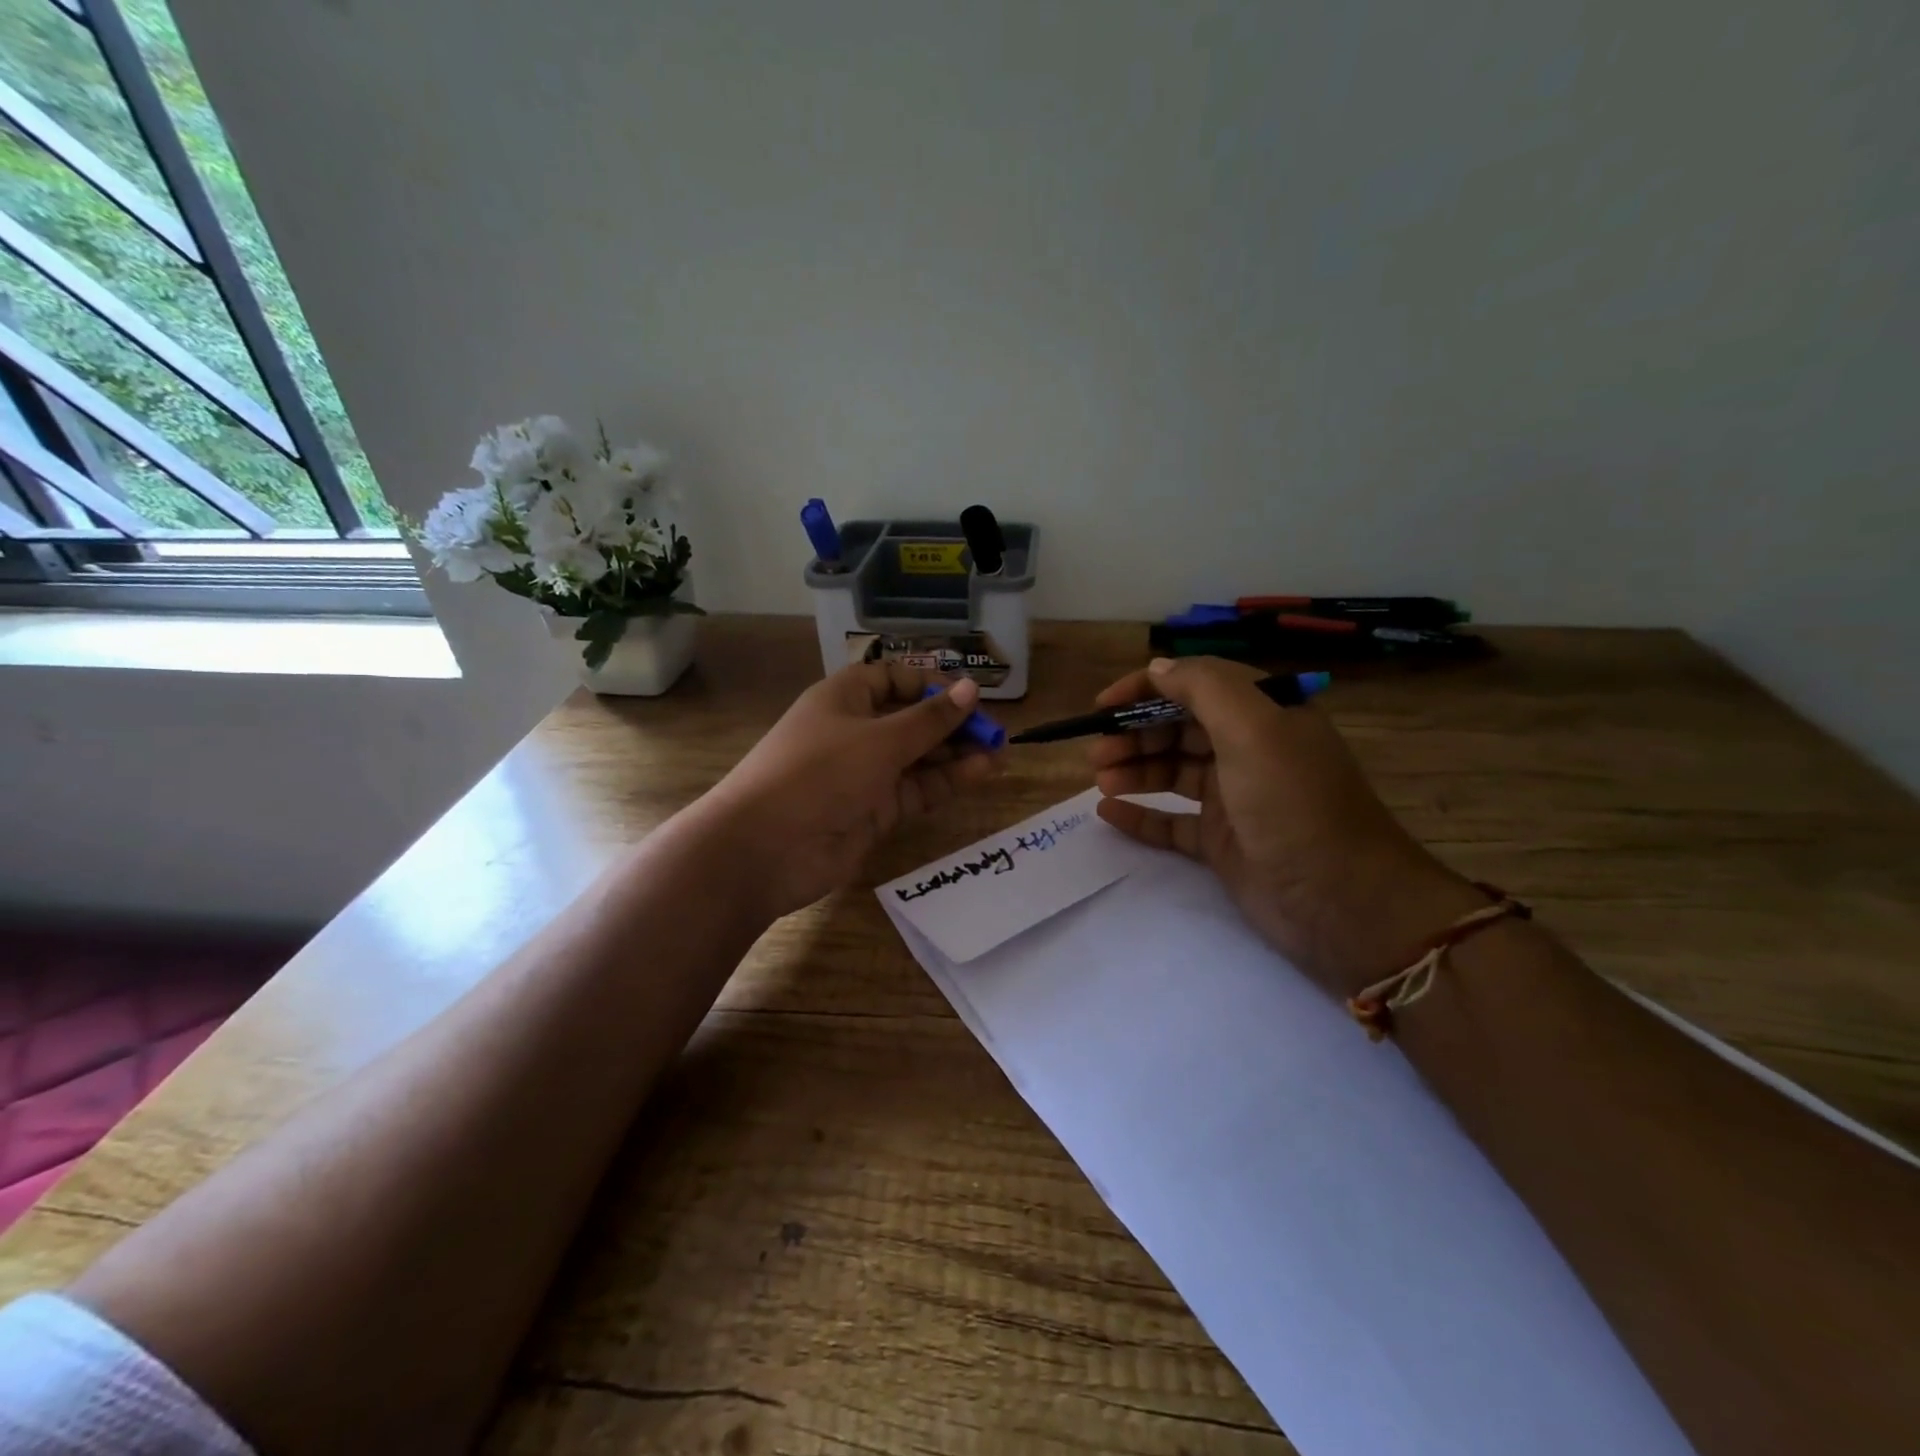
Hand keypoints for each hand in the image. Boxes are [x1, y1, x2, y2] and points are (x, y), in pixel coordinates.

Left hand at [696, 662, 1003, 921]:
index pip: (892, 679)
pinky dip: (947, 781)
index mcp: (844, 699)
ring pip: (918, 756)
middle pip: (910, 719)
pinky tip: (982, 773)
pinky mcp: (874, 811)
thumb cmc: (819, 773)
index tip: (969, 695)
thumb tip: (972, 687)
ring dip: (956, 753)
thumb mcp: (880, 739)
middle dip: (951, 722)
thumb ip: (930, 718)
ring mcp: (864, 773)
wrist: (766, 849)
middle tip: (995, 730)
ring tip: (1000, 752)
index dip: (930, 683)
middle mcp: (855, 731)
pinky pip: (916, 789)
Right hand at [1090, 657, 1485, 994]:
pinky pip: (1172, 822)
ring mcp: (1234, 799)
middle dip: (1134, 734)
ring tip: (1100, 781)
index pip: (1196, 684)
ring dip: (1133, 770)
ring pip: (1172, 772)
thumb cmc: (1294, 804)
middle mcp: (1248, 750)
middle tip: (1096, 752)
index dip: (1147, 688)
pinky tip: (1107, 814)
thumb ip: (1203, 687)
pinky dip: (1141, 815)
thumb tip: (1159, 668)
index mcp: (1263, 714)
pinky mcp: (1222, 843)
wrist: (1340, 901)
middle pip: (1179, 729)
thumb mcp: (1254, 728)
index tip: (1103, 706)